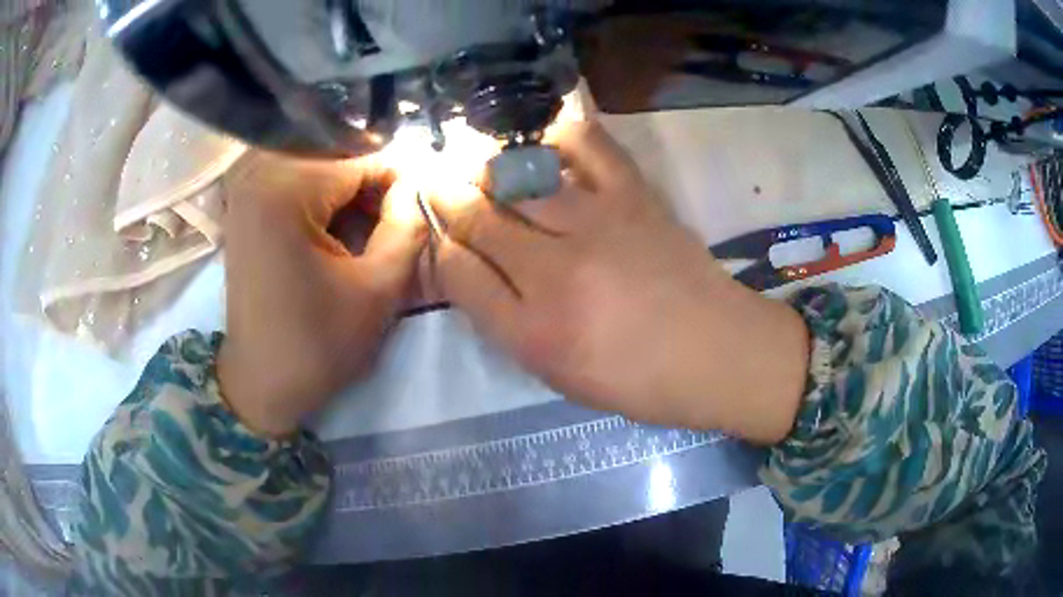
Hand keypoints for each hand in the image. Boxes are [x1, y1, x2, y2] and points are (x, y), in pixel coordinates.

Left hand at [218, 153, 424, 436]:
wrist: (260, 382)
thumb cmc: (316, 345)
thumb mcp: (378, 291)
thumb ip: (407, 228)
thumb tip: (415, 188)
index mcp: (284, 189)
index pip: (360, 158)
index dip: (400, 178)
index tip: (423, 203)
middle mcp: (257, 172)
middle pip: (336, 153)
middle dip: (372, 181)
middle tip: (397, 215)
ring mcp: (245, 186)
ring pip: (316, 161)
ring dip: (347, 187)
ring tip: (371, 222)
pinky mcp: (243, 203)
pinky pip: (293, 176)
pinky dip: (322, 193)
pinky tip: (338, 223)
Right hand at [430, 122, 808, 442]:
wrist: (716, 353)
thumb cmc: (636, 378)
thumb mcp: (559, 373)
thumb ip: (506, 322)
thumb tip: (468, 269)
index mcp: (533, 330)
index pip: (459, 273)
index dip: (439, 248)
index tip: (436, 235)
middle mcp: (555, 271)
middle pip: (480, 219)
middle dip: (447, 197)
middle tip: (433, 180)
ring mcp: (597, 224)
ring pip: (518, 180)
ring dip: (485, 168)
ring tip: (476, 164)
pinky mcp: (634, 196)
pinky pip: (587, 147)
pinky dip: (558, 136)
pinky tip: (543, 141)